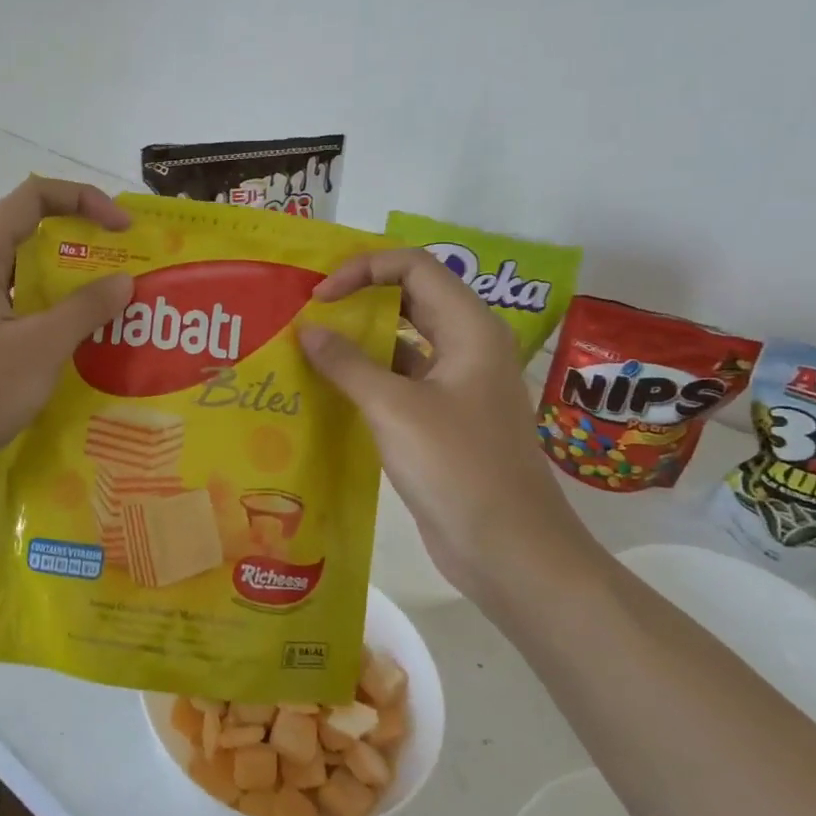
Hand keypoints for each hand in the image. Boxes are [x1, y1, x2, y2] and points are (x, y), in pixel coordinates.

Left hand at [0, 176, 133, 509]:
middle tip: (132, 275)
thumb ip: (84, 309)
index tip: (123, 227)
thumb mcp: (38, 346)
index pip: (32, 198)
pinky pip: (26, 324)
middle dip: (85, 251)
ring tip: (122, 315)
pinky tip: (92, 354)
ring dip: (76, 295)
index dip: (81, 200)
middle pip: (34, 241)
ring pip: (32, 288)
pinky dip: (59, 329)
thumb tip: (123, 281)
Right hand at [298, 248, 586, 595]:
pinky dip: (366, 377)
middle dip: (358, 298)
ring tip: (308, 347)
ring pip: (402, 341)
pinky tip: (328, 390)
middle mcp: (466, 346)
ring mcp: (456, 384)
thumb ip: (347, 363)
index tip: (319, 297)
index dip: (363, 269)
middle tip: (307, 312)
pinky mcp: (442, 418)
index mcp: (469, 328)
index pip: (413, 267)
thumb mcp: (394, 408)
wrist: (509, 549)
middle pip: (409, 298)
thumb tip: (308, 330)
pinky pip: (400, 379)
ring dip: (358, 340)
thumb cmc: (457, 467)